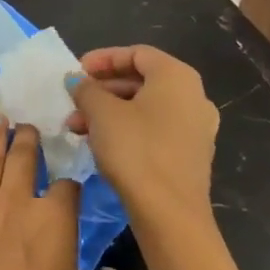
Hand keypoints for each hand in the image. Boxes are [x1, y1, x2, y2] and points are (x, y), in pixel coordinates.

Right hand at [65, 44, 219, 234]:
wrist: (170, 215)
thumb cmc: (136, 150)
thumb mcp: (101, 113)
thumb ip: (86, 89)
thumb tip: (76, 80)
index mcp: (177, 76)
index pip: (136, 53)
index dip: (102, 59)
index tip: (76, 72)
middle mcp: (193, 96)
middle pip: (141, 80)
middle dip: (102, 89)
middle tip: (73, 101)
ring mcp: (196, 127)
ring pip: (145, 107)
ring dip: (109, 112)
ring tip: (77, 127)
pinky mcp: (191, 155)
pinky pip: (155, 129)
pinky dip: (127, 129)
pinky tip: (100, 144)